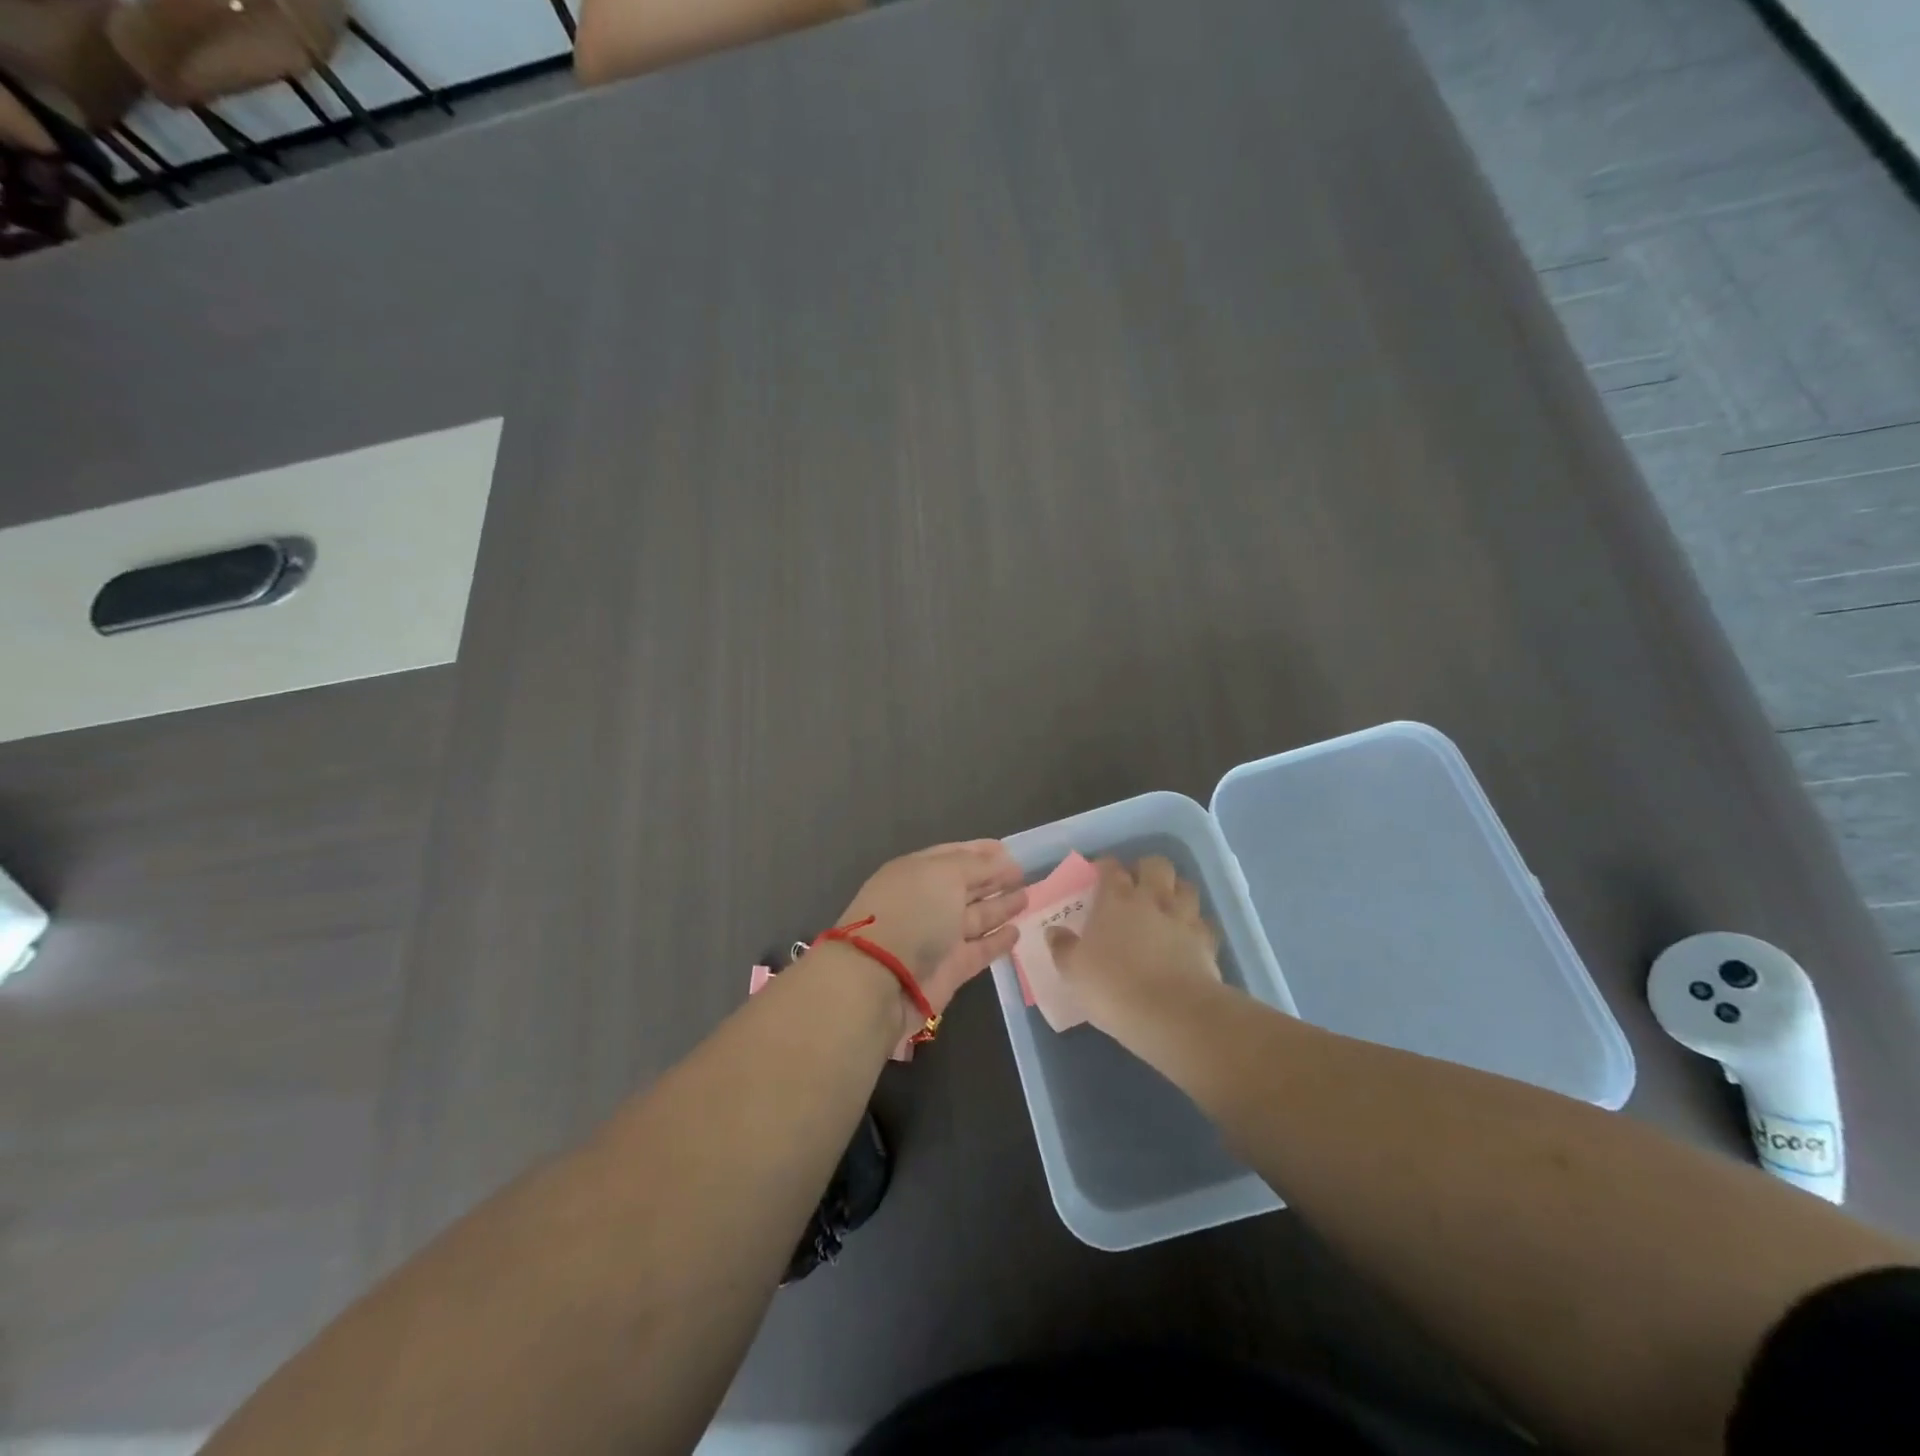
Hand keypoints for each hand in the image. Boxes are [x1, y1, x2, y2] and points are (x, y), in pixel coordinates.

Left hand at [831, 840, 1029, 1024]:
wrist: (881, 979)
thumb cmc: (912, 913)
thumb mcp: (944, 875)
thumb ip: (976, 865)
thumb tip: (1002, 859)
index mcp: (917, 872)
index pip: (952, 856)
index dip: (979, 851)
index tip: (1007, 850)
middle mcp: (927, 902)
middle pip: (965, 887)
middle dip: (993, 879)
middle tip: (1024, 874)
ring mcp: (937, 938)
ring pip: (975, 918)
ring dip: (1000, 907)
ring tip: (1027, 898)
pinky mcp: (950, 970)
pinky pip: (979, 951)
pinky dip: (997, 942)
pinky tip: (1017, 932)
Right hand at [1045, 856, 1221, 1035]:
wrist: (1172, 1013)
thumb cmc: (1113, 988)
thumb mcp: (1074, 972)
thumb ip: (1063, 948)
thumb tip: (1055, 931)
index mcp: (1115, 901)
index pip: (1111, 869)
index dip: (1106, 867)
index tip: (1100, 873)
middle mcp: (1152, 900)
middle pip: (1155, 865)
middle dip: (1147, 868)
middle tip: (1137, 884)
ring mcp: (1183, 918)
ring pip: (1186, 886)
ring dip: (1176, 890)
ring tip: (1166, 904)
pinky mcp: (1207, 941)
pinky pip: (1204, 922)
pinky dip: (1196, 924)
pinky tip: (1188, 936)